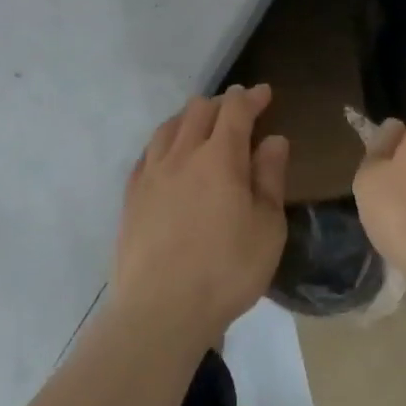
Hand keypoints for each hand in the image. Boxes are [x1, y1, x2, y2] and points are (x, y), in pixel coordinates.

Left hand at [110, 84, 289, 346]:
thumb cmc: (226, 270)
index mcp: (220, 157)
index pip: (235, 110)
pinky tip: (169, 155)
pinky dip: (165, 142)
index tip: (264, 93)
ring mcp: (151, 174)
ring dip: (190, 117)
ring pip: (169, 126)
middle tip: (238, 111)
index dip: (251, 97)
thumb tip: (274, 139)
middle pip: (199, 110)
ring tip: (202, 125)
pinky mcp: (131, 197)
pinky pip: (148, 153)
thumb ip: (270, 178)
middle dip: (222, 103)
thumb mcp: (267, 227)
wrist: (159, 312)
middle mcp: (182, 154)